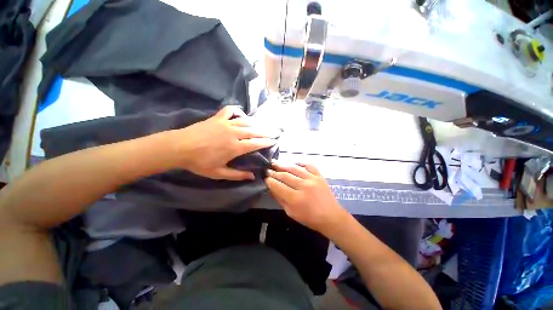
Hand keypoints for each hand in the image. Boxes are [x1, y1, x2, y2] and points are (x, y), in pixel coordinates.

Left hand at [173, 106, 277, 179]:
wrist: (179, 147)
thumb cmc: (199, 162)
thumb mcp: (219, 173)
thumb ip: (237, 175)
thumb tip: (253, 177)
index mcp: (235, 147)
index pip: (256, 143)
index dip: (266, 142)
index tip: (274, 141)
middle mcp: (234, 133)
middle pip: (255, 131)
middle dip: (267, 132)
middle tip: (276, 132)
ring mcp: (226, 123)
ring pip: (246, 121)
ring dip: (257, 123)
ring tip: (265, 125)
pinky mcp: (217, 118)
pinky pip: (230, 111)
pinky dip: (237, 111)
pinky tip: (241, 115)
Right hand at [265, 161, 347, 232]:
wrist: (331, 217)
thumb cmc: (309, 218)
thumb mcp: (291, 213)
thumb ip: (280, 199)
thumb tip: (271, 189)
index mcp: (295, 198)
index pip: (278, 186)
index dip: (270, 181)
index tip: (265, 178)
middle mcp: (303, 186)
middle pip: (285, 176)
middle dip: (274, 172)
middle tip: (268, 169)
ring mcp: (312, 179)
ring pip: (294, 169)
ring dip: (283, 165)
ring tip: (275, 162)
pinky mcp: (319, 176)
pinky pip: (309, 165)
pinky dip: (301, 163)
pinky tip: (294, 163)